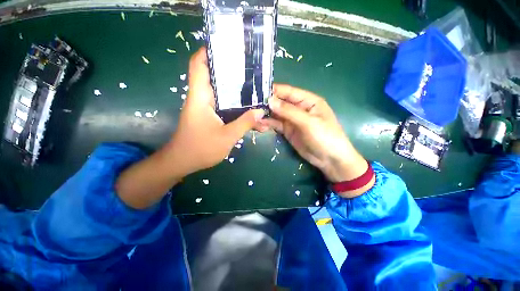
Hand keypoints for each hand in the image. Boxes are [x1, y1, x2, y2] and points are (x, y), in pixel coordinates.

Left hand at [166, 47, 264, 176]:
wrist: (183, 162)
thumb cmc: (200, 149)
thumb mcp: (227, 137)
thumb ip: (245, 123)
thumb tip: (261, 111)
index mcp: (200, 97)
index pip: (199, 65)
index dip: (209, 52)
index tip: (227, 48)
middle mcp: (201, 98)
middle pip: (214, 76)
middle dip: (230, 70)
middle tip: (250, 69)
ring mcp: (205, 107)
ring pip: (220, 92)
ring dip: (235, 90)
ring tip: (253, 86)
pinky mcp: (209, 116)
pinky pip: (223, 105)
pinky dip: (234, 105)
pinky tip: (247, 108)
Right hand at [258, 84, 373, 196]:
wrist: (329, 159)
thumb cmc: (325, 137)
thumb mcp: (308, 122)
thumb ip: (289, 111)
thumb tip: (270, 100)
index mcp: (308, 101)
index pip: (288, 92)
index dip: (274, 90)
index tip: (258, 90)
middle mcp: (299, 108)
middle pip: (281, 102)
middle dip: (267, 102)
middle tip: (250, 102)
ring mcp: (292, 120)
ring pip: (277, 113)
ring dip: (266, 113)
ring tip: (251, 113)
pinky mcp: (288, 130)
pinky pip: (276, 124)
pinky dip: (268, 123)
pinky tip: (259, 122)